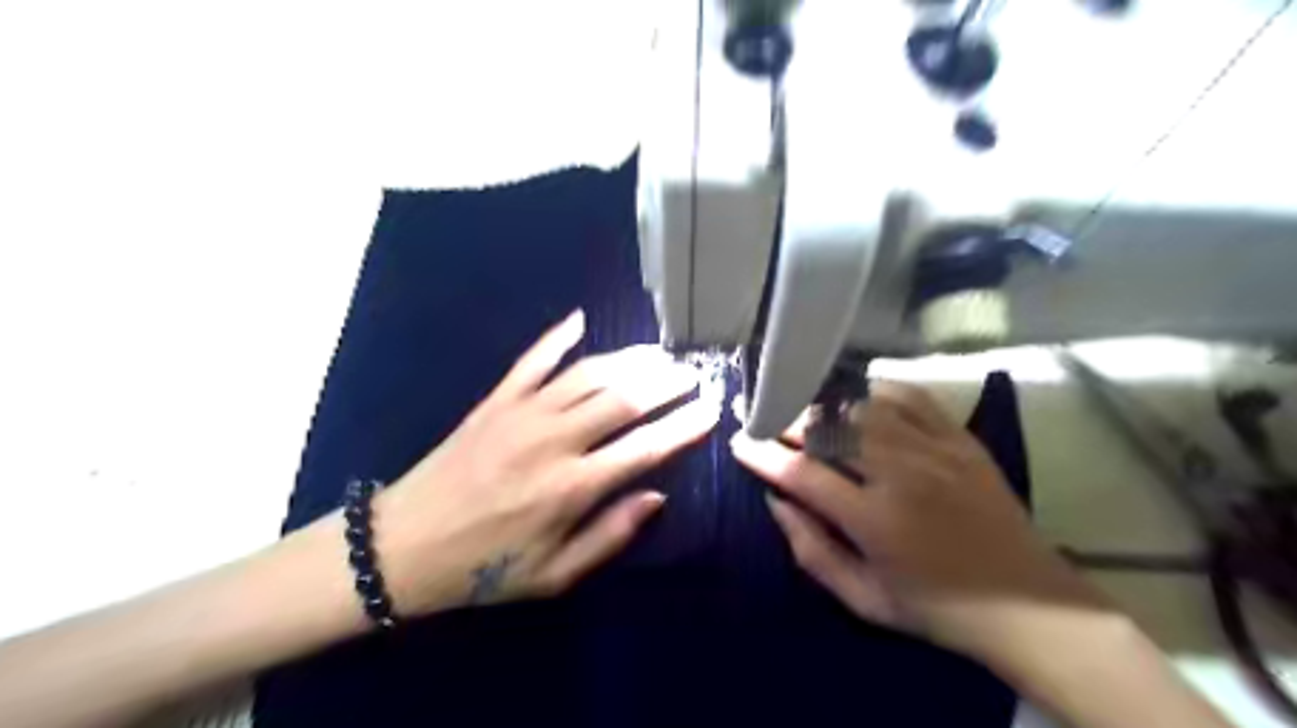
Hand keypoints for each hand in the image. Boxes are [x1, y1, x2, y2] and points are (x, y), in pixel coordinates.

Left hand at [373, 310, 717, 615]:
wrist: (402, 547)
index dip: (684, 426)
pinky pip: (533, 360)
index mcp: (572, 488)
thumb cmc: (484, 569)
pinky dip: (558, 337)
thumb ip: (610, 535)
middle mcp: (554, 441)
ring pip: (588, 373)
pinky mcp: (495, 401)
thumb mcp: (554, 575)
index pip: (646, 447)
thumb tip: (656, 496)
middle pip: (623, 398)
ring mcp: (522, 413)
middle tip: (692, 373)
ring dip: (628, 359)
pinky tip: (580, 319)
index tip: (711, 409)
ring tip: (658, 352)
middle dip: (665, 383)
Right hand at [728, 382, 1101, 659]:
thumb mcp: (863, 599)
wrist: (1029, 605)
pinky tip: (858, 397)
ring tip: (805, 406)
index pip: (802, 473)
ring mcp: (936, 450)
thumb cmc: (937, 608)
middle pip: (830, 427)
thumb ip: (811, 550)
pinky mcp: (961, 439)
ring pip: (864, 405)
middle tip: (767, 417)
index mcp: (875, 520)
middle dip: (789, 419)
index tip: (739, 441)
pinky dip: (876, 391)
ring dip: (825, 403)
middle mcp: (902, 474)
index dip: (763, 454)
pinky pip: (910, 396)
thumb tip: (775, 501)